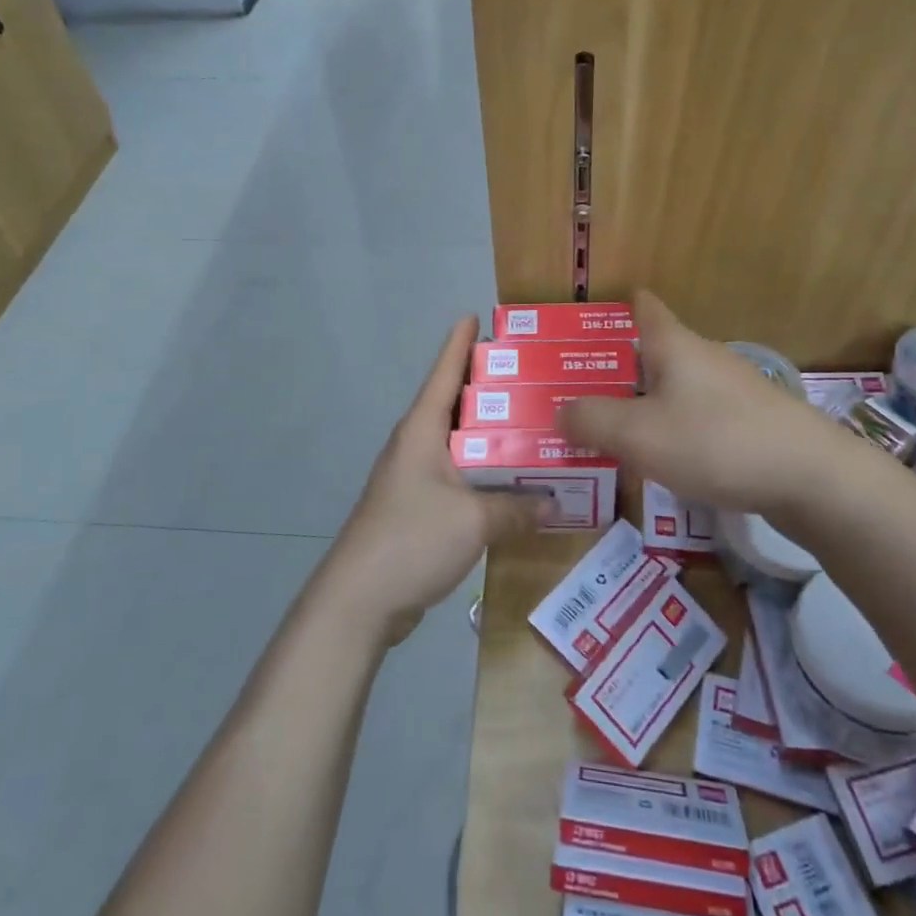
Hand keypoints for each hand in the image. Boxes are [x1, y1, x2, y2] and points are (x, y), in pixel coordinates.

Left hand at [317, 317, 549, 647]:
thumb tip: (555, 503)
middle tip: (532, 375)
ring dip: (490, 435)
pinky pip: (458, 478)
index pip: (444, 373)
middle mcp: (416, 446)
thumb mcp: (474, 520)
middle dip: (489, 388)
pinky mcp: (418, 509)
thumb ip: (517, 508)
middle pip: (454, 405)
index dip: (460, 343)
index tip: (476, 315)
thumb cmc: (413, 539)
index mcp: (422, 431)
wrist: (359, 600)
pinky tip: (512, 481)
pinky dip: (484, 473)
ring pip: (459, 444)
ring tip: (532, 424)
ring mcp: (414, 478)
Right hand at [560, 292, 871, 514]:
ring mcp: (733, 390)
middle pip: (655, 352)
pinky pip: (698, 416)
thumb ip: (591, 420)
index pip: (645, 308)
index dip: (618, 307)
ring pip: (676, 387)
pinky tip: (664, 459)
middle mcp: (705, 358)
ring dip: (645, 402)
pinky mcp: (752, 423)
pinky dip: (674, 428)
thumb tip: (560, 411)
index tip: (589, 323)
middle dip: (619, 368)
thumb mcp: (639, 434)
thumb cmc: (716, 442)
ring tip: (613, 431)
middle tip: (580, 392)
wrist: (813, 479)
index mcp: (675, 346)